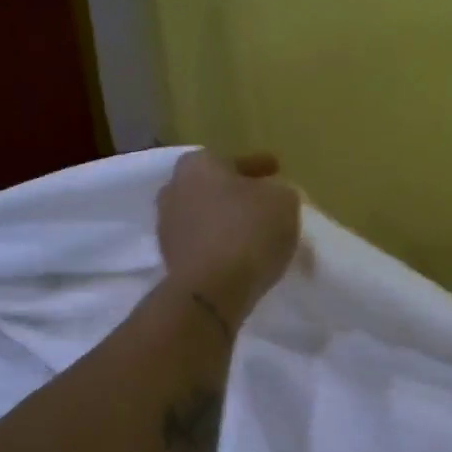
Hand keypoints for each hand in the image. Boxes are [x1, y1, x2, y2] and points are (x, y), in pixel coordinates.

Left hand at [157, 150, 300, 326]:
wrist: (210, 290)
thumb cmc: (247, 232)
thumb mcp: (283, 201)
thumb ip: (280, 191)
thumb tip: (272, 197)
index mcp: (198, 164)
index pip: (234, 161)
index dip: (259, 166)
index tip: (276, 170)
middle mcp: (174, 189)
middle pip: (214, 187)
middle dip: (236, 194)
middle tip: (262, 202)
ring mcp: (167, 226)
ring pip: (205, 216)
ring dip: (226, 221)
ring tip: (253, 232)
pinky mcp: (169, 258)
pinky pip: (202, 243)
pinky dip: (218, 245)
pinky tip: (238, 254)